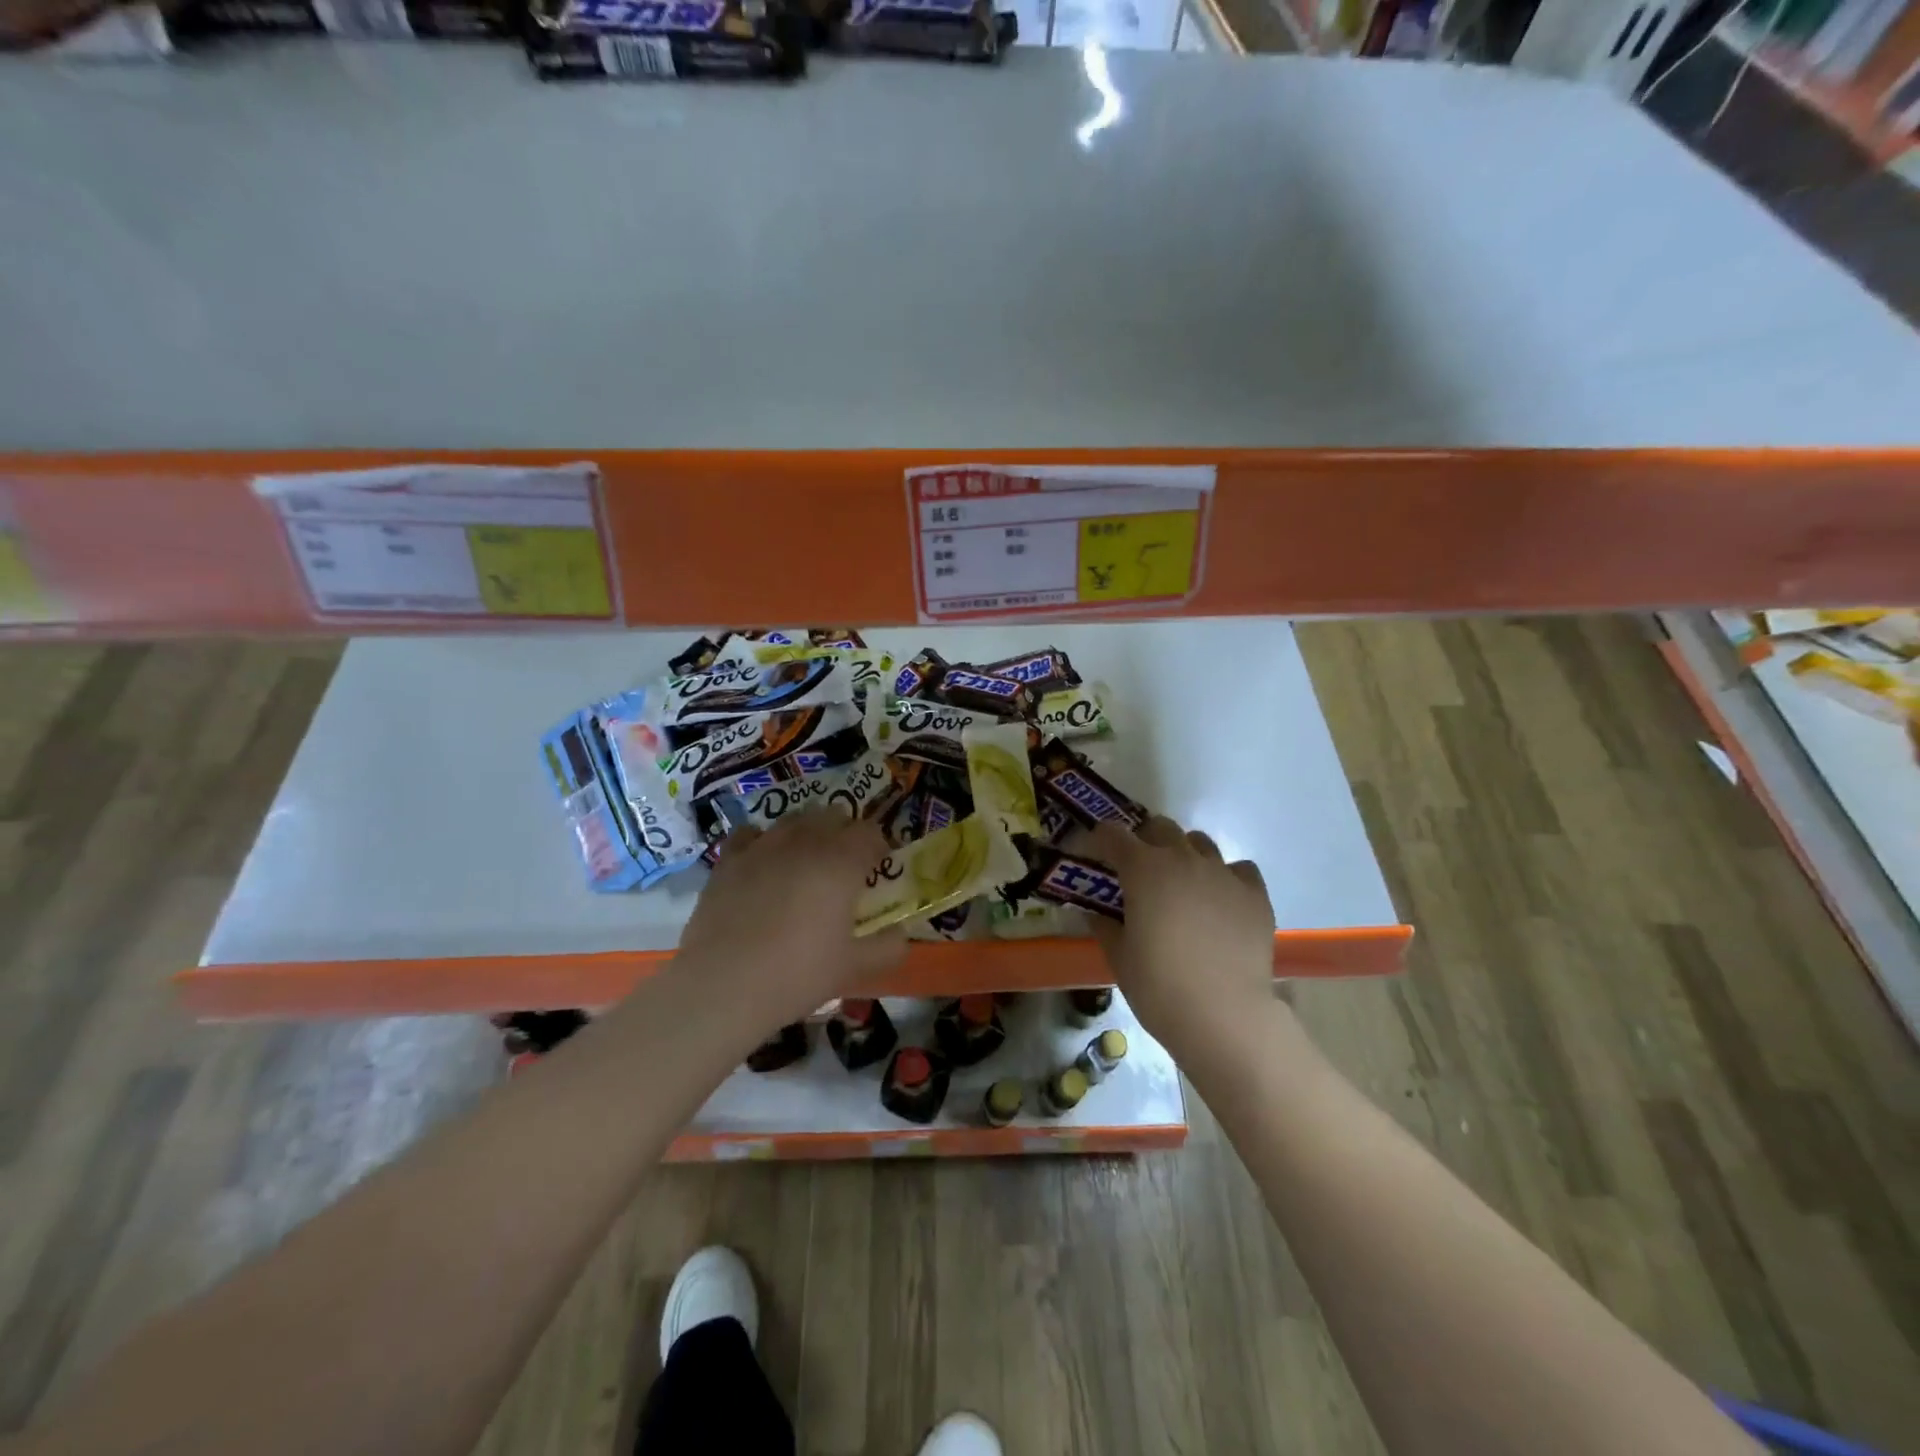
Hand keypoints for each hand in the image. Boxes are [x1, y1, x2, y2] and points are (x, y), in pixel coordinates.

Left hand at [675, 813, 908, 1027]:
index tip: (877, 869)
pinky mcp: (728, 860)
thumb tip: (902, 935)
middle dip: (844, 833)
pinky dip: (762, 841)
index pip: (870, 832)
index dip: (878, 847)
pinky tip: (762, 863)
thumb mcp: (853, 967)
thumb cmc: (797, 974)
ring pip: (793, 819)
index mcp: (841, 862)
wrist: (722, 985)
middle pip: (832, 816)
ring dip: (807, 832)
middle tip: (844, 866)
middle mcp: (804, 842)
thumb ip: (888, 947)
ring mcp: (763, 846)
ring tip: (805, 861)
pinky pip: (751, 834)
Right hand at [1079, 816, 1277, 1055]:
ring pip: (1200, 842)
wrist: (1225, 1015)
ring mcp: (1222, 872)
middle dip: (1145, 840)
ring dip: (1184, 854)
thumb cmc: (1159, 987)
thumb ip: (1105, 925)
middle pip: (1160, 827)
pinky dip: (1225, 876)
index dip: (1099, 840)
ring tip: (1182, 884)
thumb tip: (1094, 911)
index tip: (1094, 855)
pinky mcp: (1254, 893)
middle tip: (1138, 870)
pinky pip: (1238, 868)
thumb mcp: (1119, 957)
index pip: (1112, 834)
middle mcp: (1183, 858)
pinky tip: (1221, 900)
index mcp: (1143, 869)